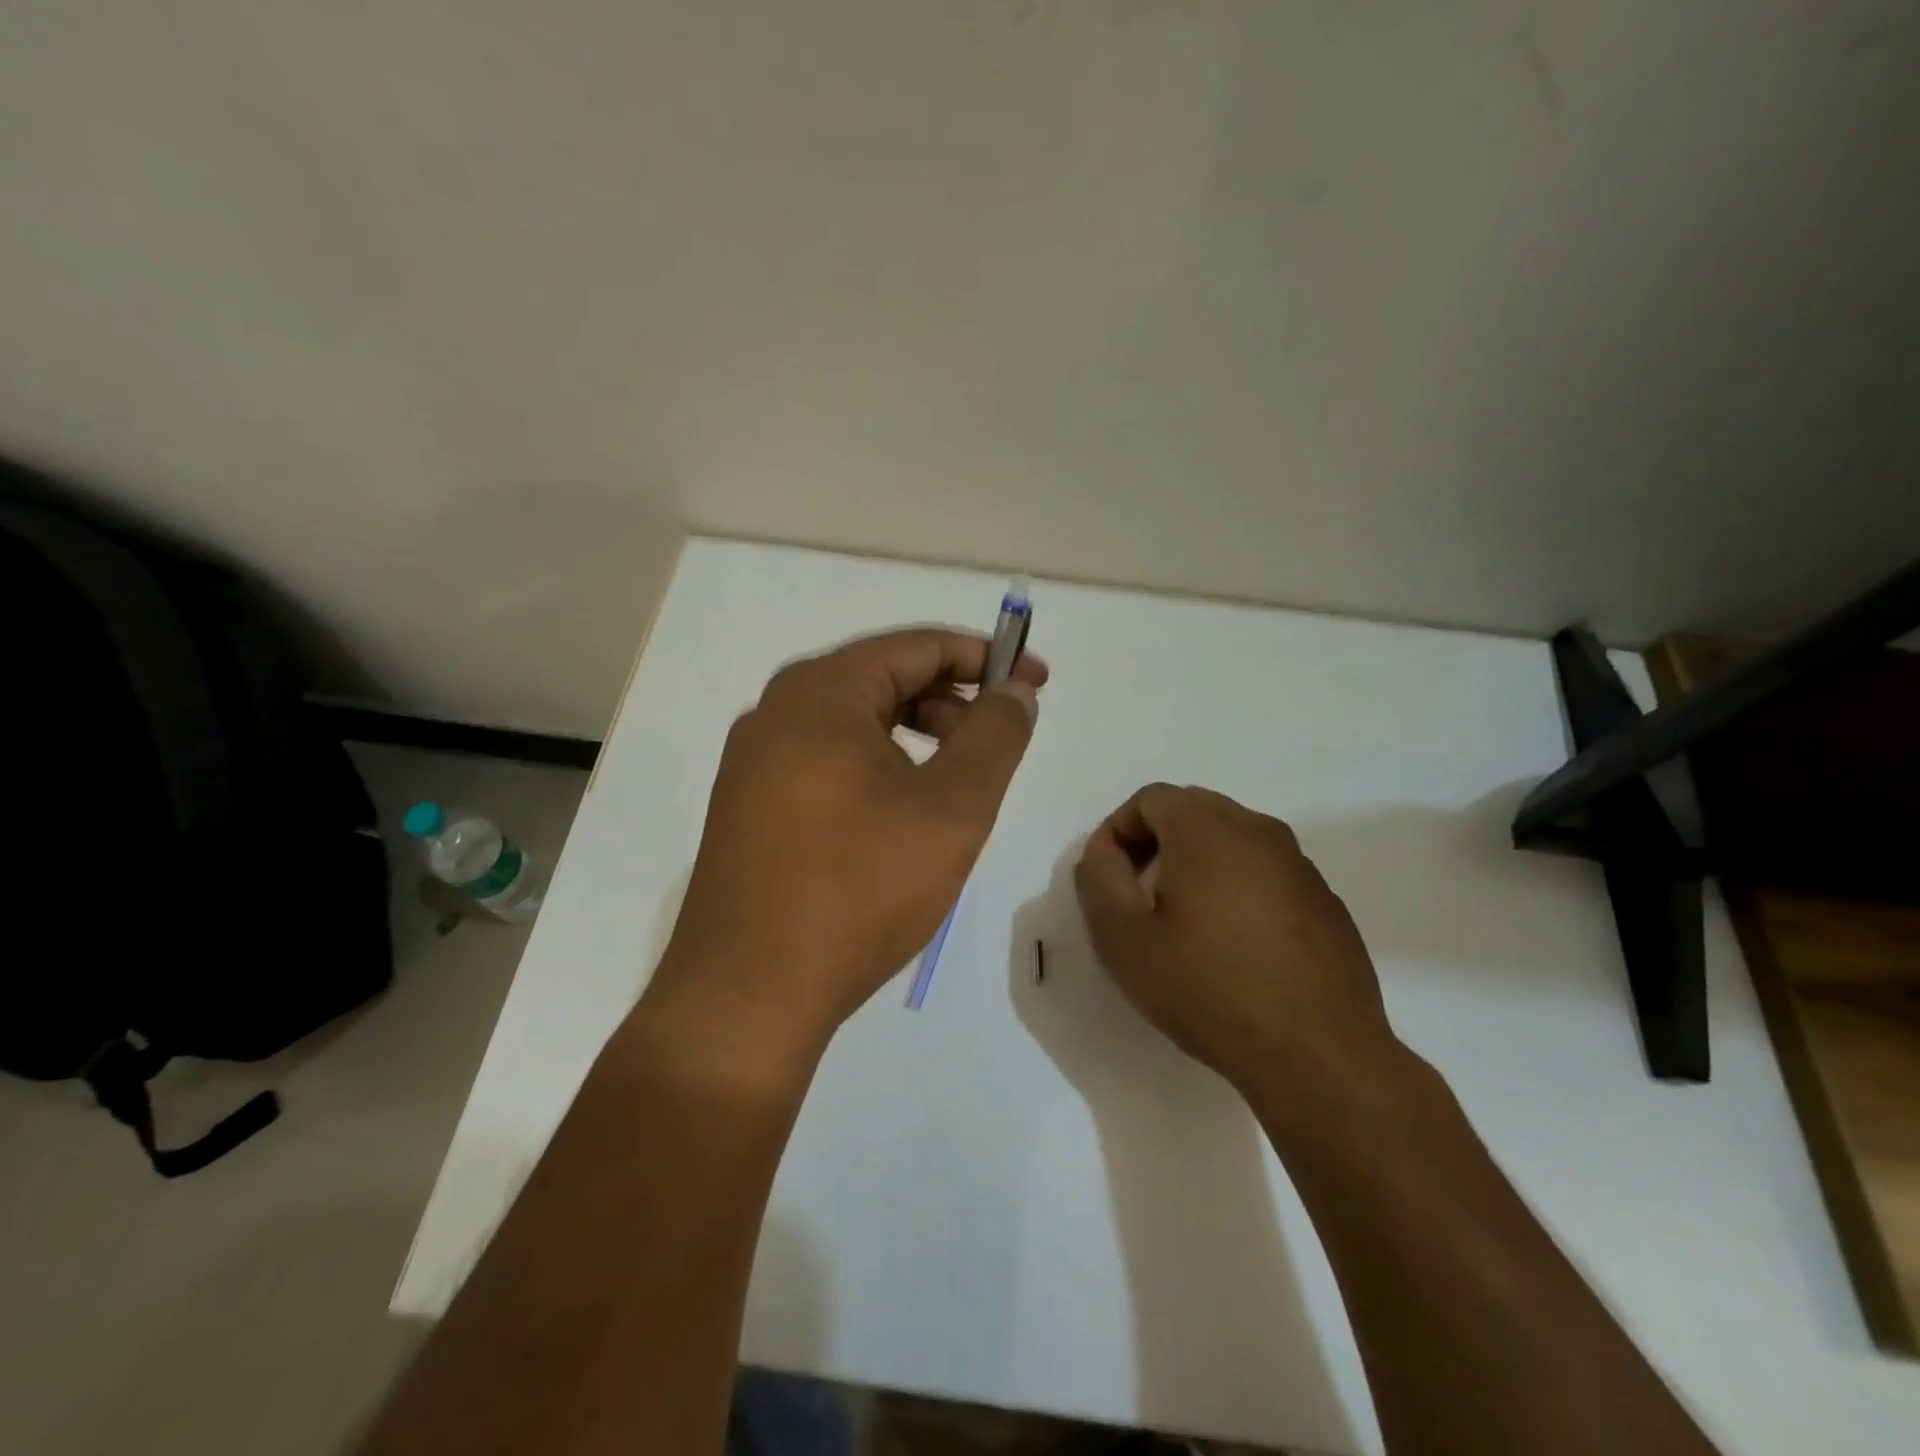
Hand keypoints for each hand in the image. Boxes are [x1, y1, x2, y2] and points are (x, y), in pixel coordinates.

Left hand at [644, 628, 1046, 1064]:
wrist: (748, 994)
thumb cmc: (859, 891)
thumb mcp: (951, 809)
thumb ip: (995, 736)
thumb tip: (1015, 690)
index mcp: (820, 694)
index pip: (917, 646)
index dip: (984, 658)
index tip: (1034, 682)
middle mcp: (777, 711)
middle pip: (883, 679)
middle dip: (952, 700)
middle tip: (1002, 738)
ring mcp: (755, 760)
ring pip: (855, 724)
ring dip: (917, 735)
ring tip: (959, 782)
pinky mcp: (749, 804)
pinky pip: (827, 760)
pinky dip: (878, 766)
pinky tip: (903, 812)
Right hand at [1073, 784, 1396, 1097]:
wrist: (1318, 1054)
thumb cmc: (1209, 989)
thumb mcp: (1124, 939)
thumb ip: (1099, 880)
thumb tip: (1103, 852)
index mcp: (1207, 828)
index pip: (1149, 799)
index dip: (1117, 831)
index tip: (1108, 880)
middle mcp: (1258, 829)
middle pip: (1191, 811)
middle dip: (1154, 843)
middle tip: (1138, 896)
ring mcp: (1299, 864)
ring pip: (1231, 840)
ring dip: (1196, 865)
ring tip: (1183, 923)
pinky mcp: (1324, 900)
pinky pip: (1265, 872)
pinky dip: (1236, 888)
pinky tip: (1233, 946)